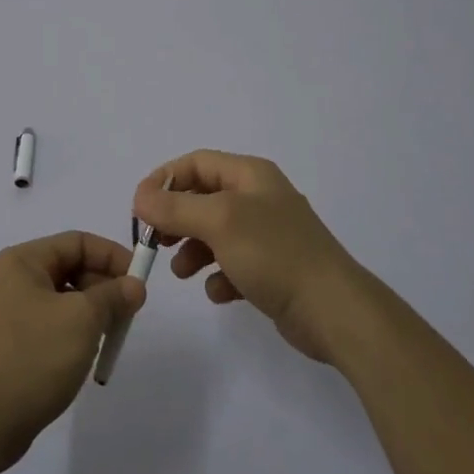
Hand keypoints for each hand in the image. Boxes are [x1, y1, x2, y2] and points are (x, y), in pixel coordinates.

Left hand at [0, 231, 145, 473]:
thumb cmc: (32, 357)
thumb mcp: (81, 320)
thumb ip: (113, 296)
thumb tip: (134, 285)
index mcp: (24, 261)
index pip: (77, 242)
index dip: (112, 256)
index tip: (140, 282)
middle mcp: (15, 280)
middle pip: (71, 268)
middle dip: (104, 287)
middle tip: (129, 315)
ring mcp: (11, 314)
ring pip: (65, 300)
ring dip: (93, 314)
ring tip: (110, 338)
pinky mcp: (14, 345)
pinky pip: (53, 326)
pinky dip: (75, 335)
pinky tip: (87, 357)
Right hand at [134, 151, 368, 365]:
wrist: (333, 310)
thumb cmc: (274, 253)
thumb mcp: (218, 222)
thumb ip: (175, 207)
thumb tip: (140, 197)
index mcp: (250, 175)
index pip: (196, 163)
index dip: (165, 180)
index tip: (140, 208)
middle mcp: (259, 198)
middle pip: (203, 198)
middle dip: (176, 218)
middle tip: (157, 240)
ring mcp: (268, 235)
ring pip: (215, 233)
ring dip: (193, 250)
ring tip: (183, 272)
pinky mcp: (273, 269)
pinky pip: (233, 265)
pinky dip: (219, 276)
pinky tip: (219, 292)